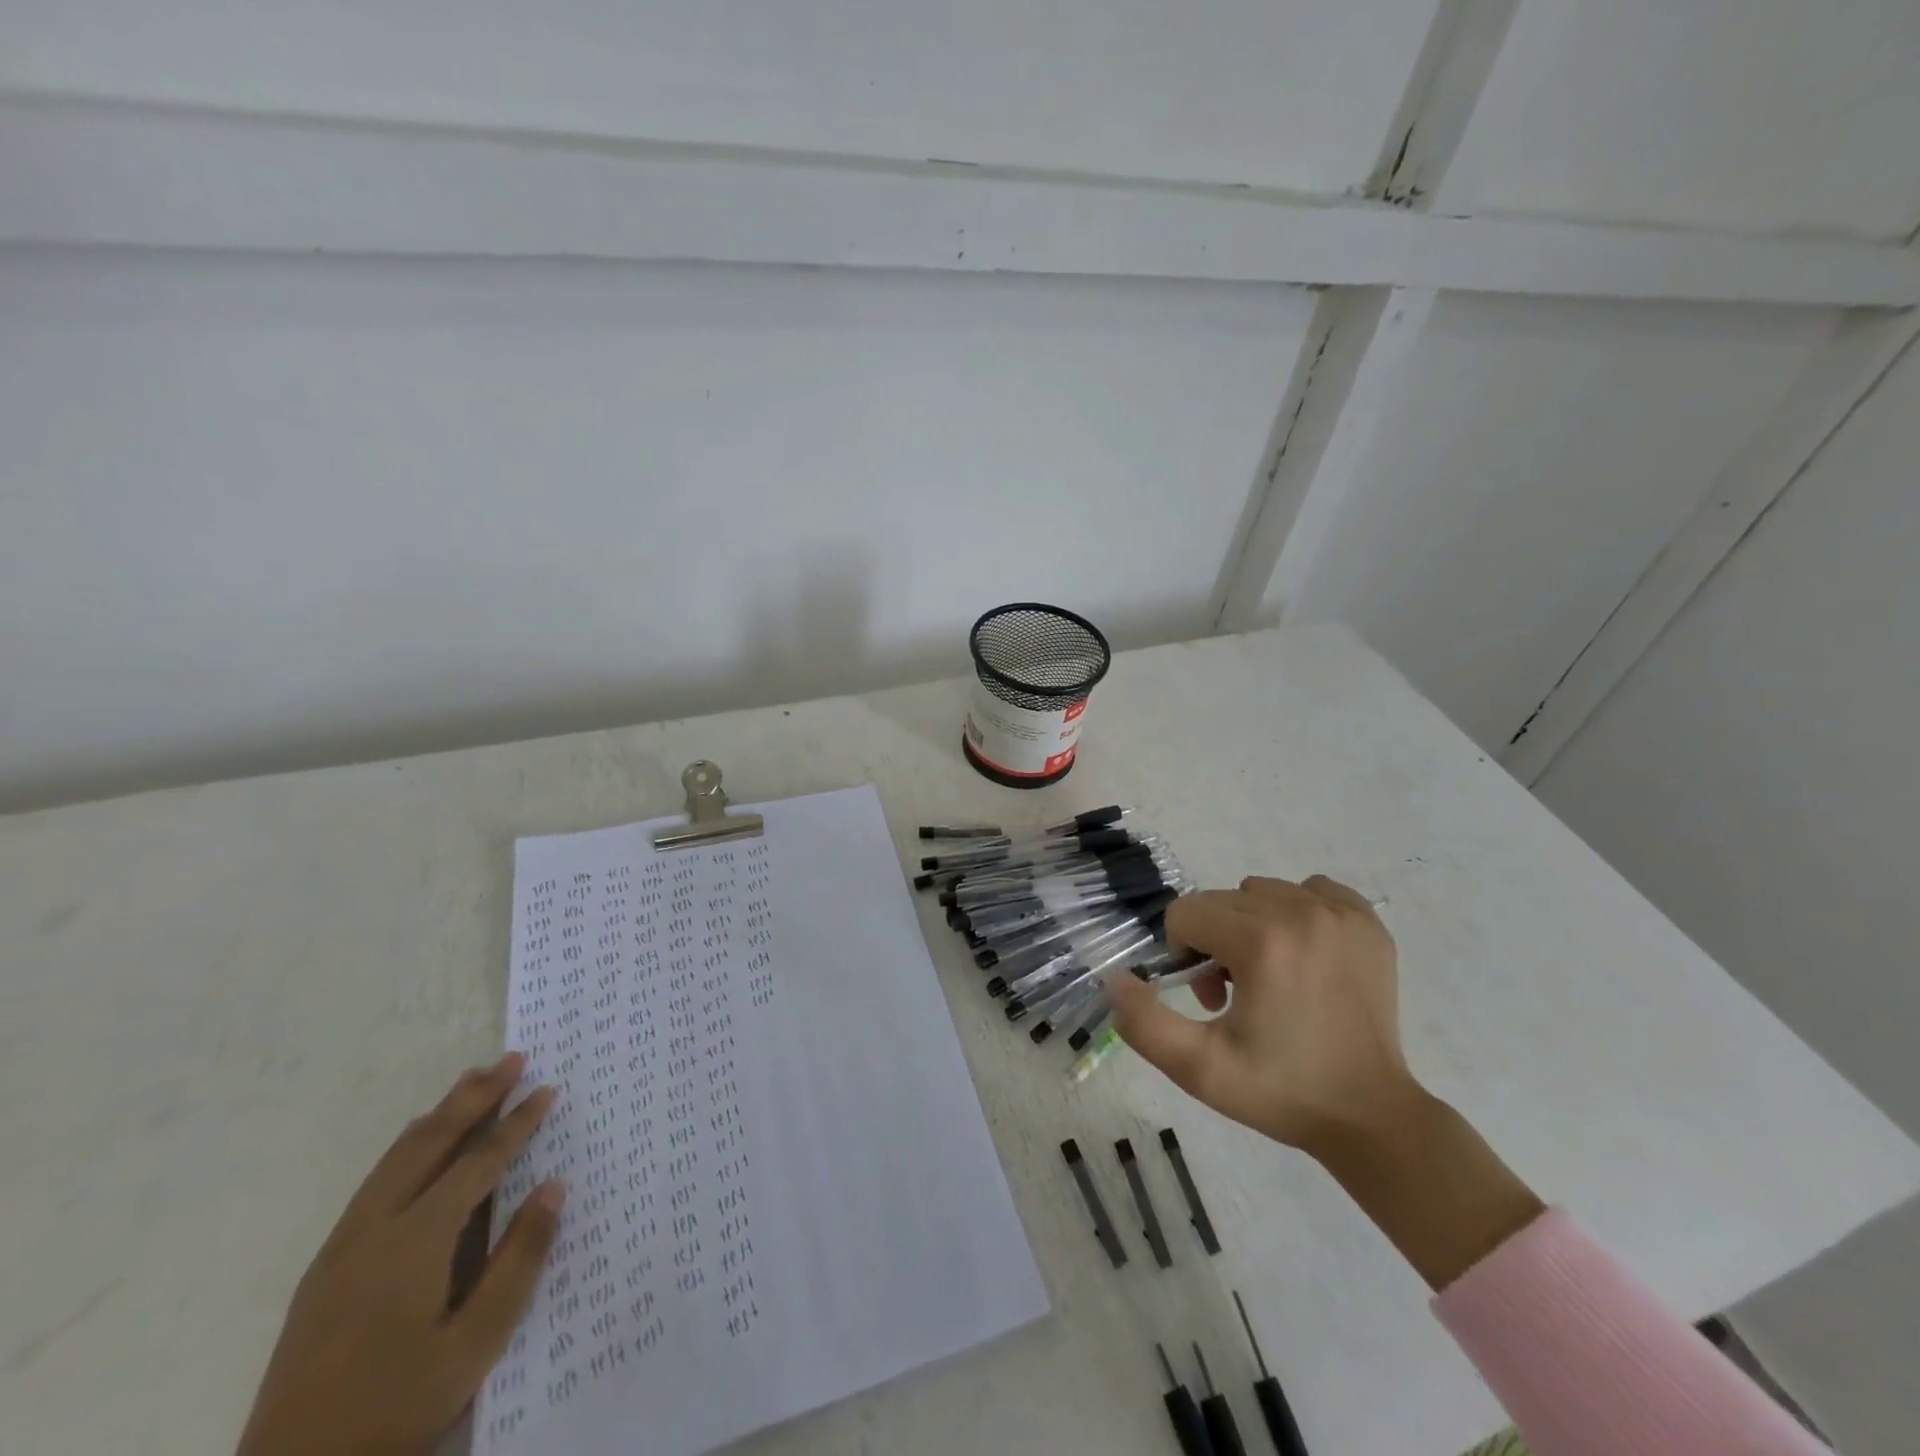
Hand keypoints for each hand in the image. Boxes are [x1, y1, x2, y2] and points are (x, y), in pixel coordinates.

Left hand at [237, 1053, 564, 1455]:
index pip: (479, 1162)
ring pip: (398, 1156)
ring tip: (472, 1080)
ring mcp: (342, 1246)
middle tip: (512, 1058)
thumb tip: (554, 1187)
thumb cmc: (397, 1409)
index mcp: (415, 1243)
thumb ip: (519, 1261)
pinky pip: (376, 1179)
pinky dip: (410, 1144)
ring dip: (440, 1113)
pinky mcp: (326, 1266)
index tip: (548, 1088)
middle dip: (475, 1096)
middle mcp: (374, 1229)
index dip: (517, 1123)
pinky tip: (421, 1141)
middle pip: (431, 1142)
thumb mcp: (475, 1344)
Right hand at [1107, 874, 1415, 1154]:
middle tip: (1237, 997)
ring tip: (1270, 978)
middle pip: (1220, 901)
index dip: (1183, 954)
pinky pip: (1310, 890)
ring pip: (1260, 892)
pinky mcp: (1367, 922)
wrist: (1371, 1116)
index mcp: (1262, 941)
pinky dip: (1296, 913)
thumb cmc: (1281, 1091)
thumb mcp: (1199, 1069)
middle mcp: (1302, 912)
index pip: (1186, 913)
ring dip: (1250, 925)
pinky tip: (1304, 956)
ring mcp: (1340, 914)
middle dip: (1214, 942)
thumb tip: (1116, 979)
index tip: (1211, 998)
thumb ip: (1145, 1022)